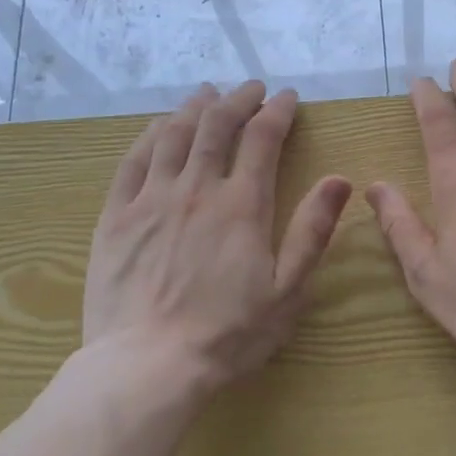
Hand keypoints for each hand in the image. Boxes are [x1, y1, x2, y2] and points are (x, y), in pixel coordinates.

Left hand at [81, 80, 351, 394]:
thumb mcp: (288, 289)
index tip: (287, 97)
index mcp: (242, 205)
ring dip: (193, 108)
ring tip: (207, 93)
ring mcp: (151, 199)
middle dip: (237, 99)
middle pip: (216, 126)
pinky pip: (132, 161)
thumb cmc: (228, 333)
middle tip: (250, 88)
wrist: (147, 367)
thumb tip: (339, 179)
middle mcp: (196, 189)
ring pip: (172, 135)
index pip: (262, 138)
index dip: (277, 111)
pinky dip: (149, 135)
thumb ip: (312, 230)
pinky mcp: (116, 217)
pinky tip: (157, 126)